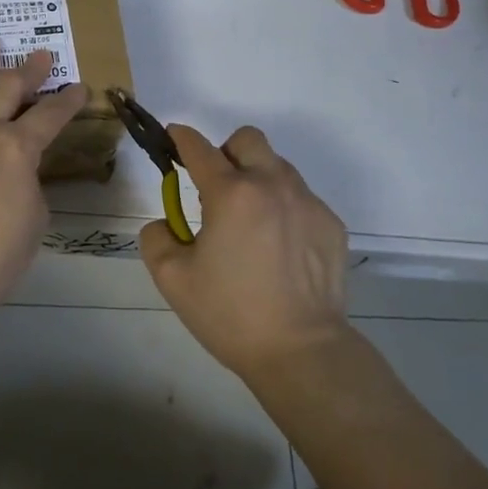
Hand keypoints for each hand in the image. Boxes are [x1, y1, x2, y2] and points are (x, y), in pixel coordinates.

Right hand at [139, 124, 350, 380]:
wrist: (302, 351)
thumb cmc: (232, 314)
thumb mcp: (173, 280)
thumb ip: (156, 238)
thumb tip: (165, 223)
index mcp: (230, 193)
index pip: (199, 148)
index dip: (181, 137)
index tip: (173, 137)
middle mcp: (271, 184)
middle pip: (247, 140)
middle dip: (227, 152)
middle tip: (218, 189)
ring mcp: (307, 201)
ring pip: (277, 166)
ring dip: (258, 179)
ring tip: (251, 224)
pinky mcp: (331, 223)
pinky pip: (301, 198)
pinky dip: (284, 209)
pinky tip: (280, 249)